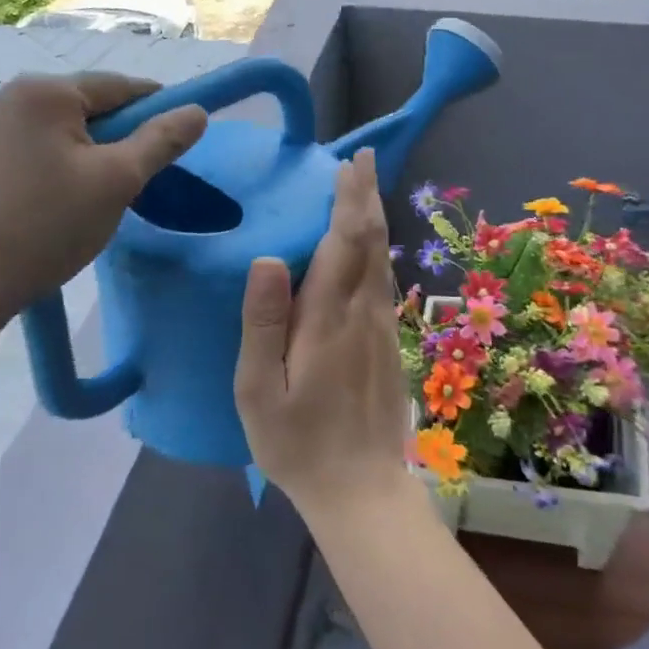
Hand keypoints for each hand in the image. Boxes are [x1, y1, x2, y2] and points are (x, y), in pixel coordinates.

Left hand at [0, 72, 207, 337]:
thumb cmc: (47, 226)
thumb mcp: (118, 181)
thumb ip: (161, 140)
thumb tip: (197, 111)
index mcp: (42, 91)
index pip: (117, 86)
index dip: (156, 106)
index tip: (179, 133)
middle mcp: (5, 95)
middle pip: (84, 104)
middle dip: (118, 133)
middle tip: (139, 174)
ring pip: (58, 127)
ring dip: (87, 149)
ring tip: (100, 192)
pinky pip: (31, 144)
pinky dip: (56, 161)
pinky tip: (61, 196)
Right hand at [234, 149, 413, 519]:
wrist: (362, 491)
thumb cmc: (298, 443)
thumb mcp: (259, 390)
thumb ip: (263, 322)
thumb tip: (268, 258)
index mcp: (328, 317)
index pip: (343, 242)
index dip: (347, 199)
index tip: (348, 163)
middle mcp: (363, 311)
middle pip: (370, 240)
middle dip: (366, 195)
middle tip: (361, 158)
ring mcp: (381, 326)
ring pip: (382, 257)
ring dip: (374, 217)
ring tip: (364, 187)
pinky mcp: (389, 342)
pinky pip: (383, 279)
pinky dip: (377, 247)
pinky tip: (369, 244)